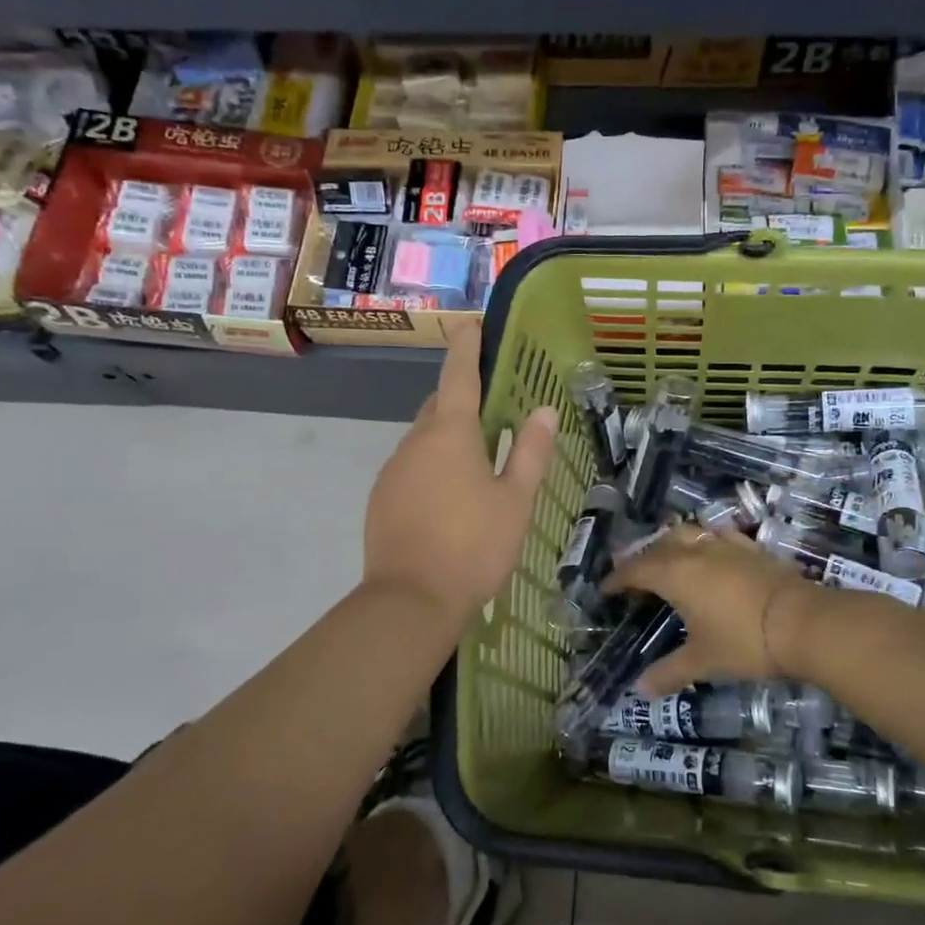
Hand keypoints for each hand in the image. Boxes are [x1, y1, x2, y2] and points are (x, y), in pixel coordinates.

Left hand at [363, 320, 556, 627]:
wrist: (411, 600)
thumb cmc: (474, 546)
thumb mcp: (515, 500)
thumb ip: (530, 452)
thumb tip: (544, 410)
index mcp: (450, 434)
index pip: (458, 376)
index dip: (466, 348)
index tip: (469, 324)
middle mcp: (415, 442)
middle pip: (439, 407)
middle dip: (461, 399)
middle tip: (491, 408)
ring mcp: (392, 470)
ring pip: (423, 440)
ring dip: (447, 439)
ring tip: (477, 462)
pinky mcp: (381, 499)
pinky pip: (411, 468)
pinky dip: (432, 468)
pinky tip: (449, 498)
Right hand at [602, 529, 819, 696]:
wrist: (803, 622)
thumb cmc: (743, 642)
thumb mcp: (703, 661)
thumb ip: (670, 672)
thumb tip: (640, 689)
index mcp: (675, 575)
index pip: (635, 570)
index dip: (617, 579)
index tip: (605, 589)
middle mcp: (695, 553)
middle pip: (659, 545)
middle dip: (641, 557)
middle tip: (633, 574)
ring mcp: (726, 546)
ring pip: (689, 534)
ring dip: (671, 544)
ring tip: (668, 559)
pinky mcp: (752, 549)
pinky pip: (719, 538)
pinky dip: (706, 544)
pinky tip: (713, 556)